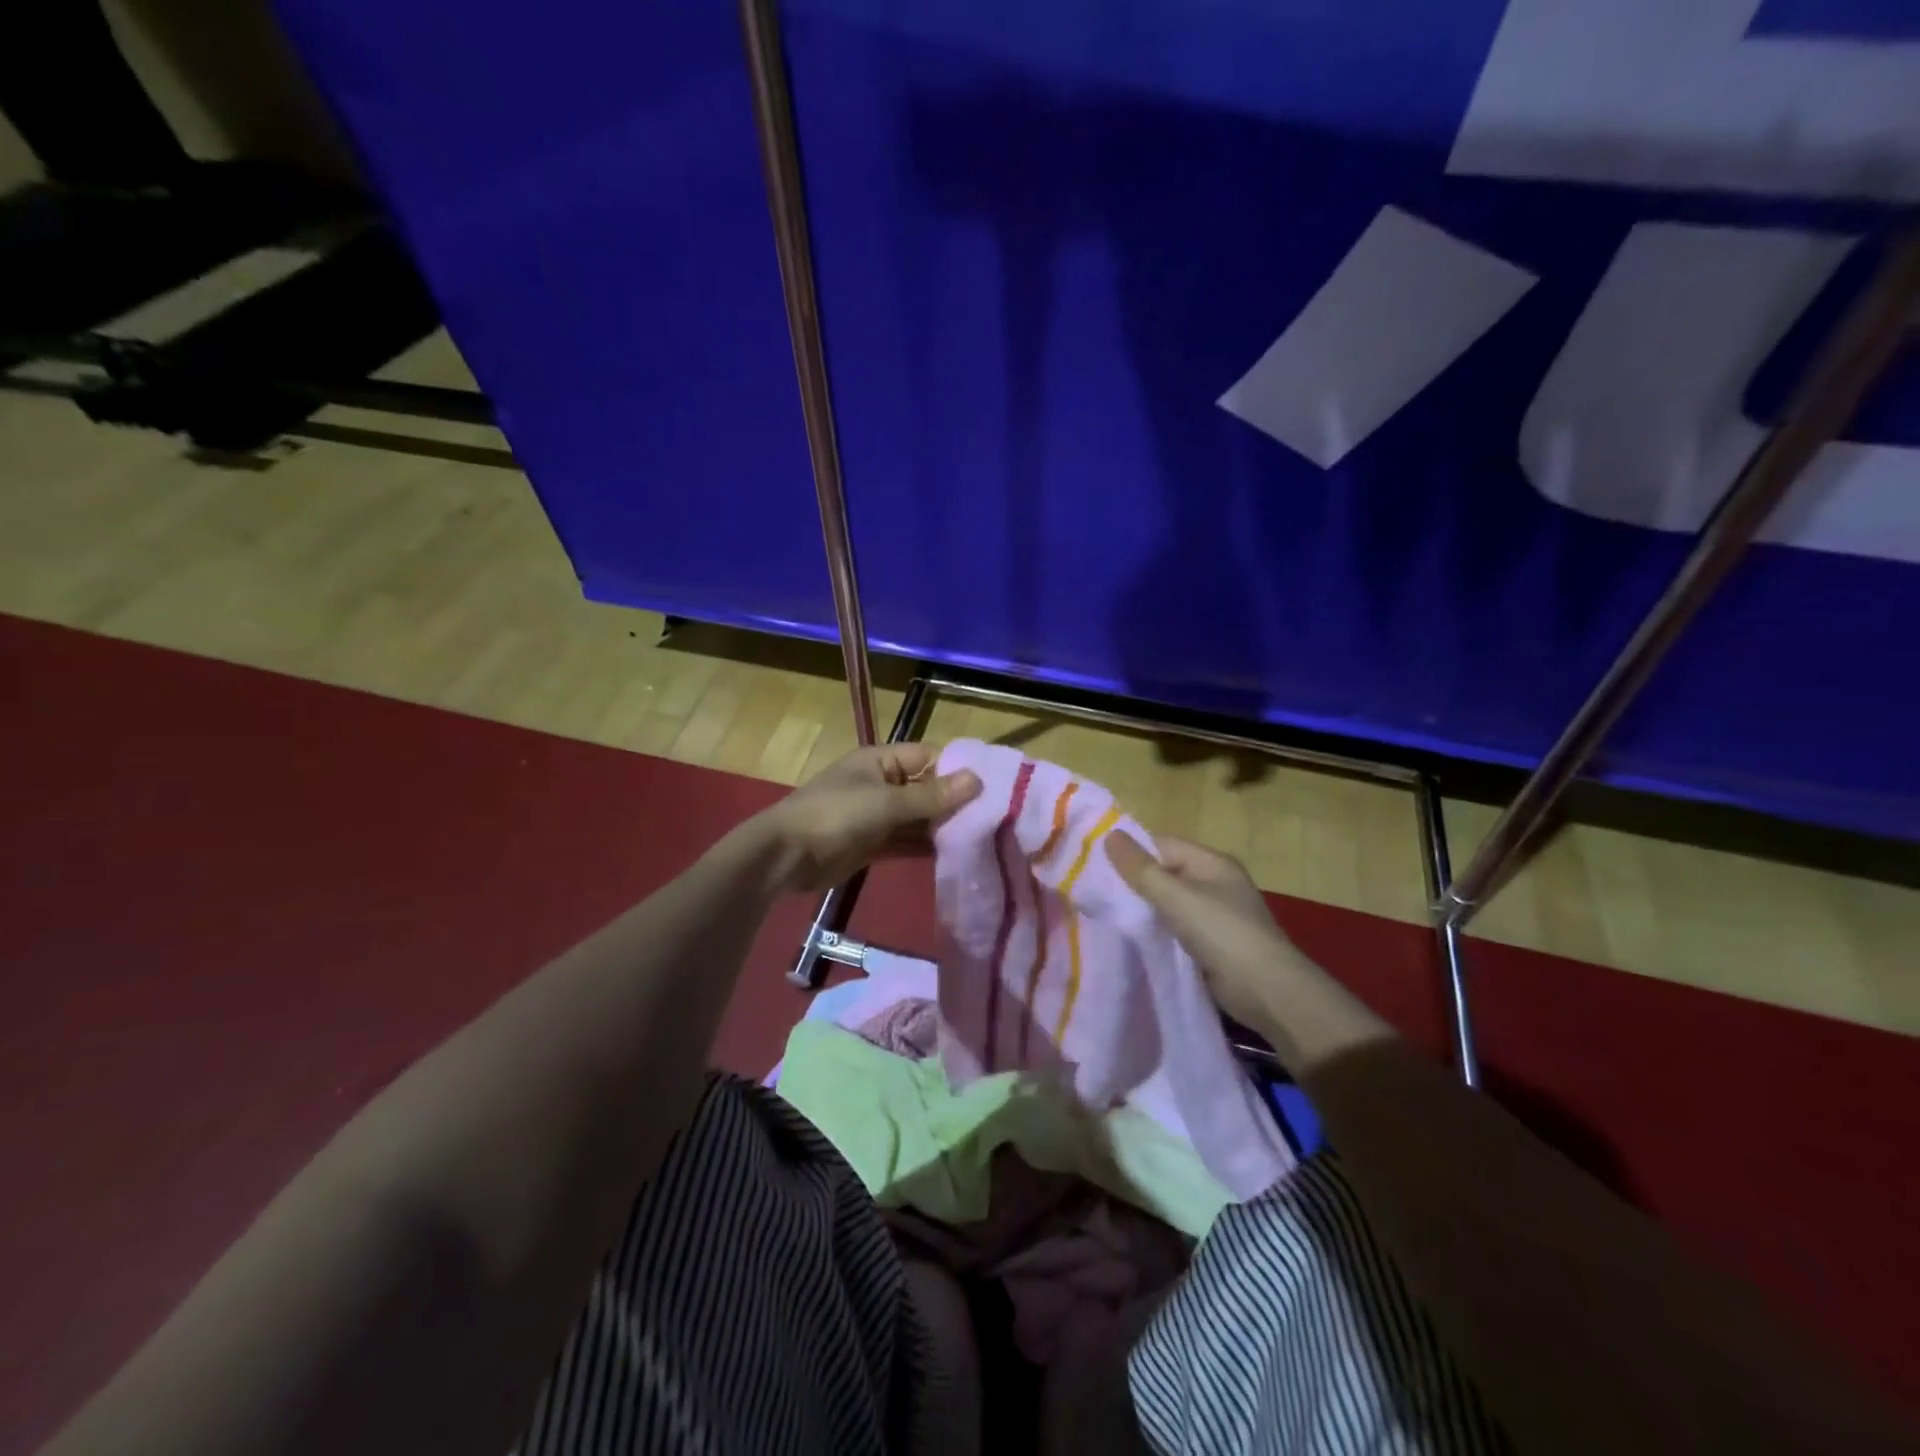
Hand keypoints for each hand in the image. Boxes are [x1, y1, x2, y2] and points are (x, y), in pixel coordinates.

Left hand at [756, 744, 981, 893]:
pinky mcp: (872, 843)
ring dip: (942, 827)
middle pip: (926, 788)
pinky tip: (954, 855)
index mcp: (881, 760)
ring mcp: (876, 814)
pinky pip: (906, 840)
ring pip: (918, 817)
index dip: (958, 770)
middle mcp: (881, 783)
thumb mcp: (886, 803)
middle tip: (995, 818)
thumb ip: (931, 795)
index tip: (994, 786)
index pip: (929, 757)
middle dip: (954, 802)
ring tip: (982, 838)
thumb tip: (976, 780)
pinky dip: (925, 846)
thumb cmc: (835, 816)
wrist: (786, 856)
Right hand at [1106, 832, 1309, 1031]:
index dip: (1131, 853)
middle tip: (1094, 892)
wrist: (1268, 992)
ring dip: (1142, 908)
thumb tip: (1109, 834)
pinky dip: (1155, 930)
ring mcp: (1214, 914)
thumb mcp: (1177, 898)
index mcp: (1212, 862)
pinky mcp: (1210, 942)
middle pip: (1164, 873)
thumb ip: (1141, 869)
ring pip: (1167, 902)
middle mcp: (1214, 882)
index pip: (1162, 845)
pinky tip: (1131, 937)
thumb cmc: (1224, 934)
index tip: (1095, 866)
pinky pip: (1174, 927)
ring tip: (1105, 914)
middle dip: (1133, 882)